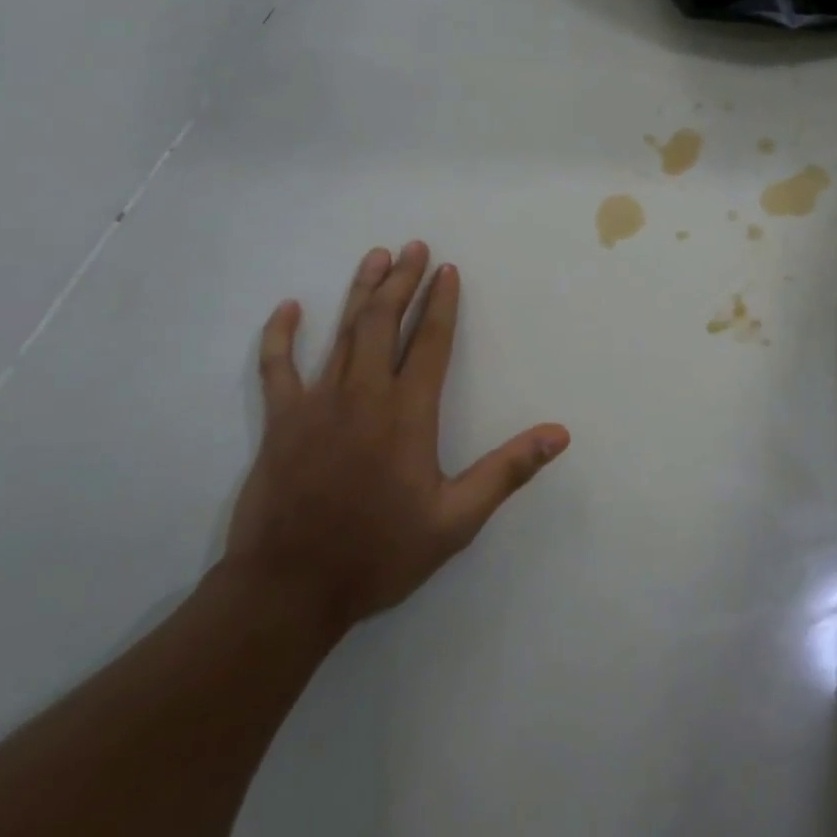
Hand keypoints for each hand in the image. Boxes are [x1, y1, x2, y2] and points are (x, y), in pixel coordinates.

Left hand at [223, 242, 569, 641]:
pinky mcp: (280, 421)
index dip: (440, 303)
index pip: (429, 342)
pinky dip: (281, 335)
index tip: (447, 270)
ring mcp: (316, 404)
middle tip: (415, 247)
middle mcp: (363, 395)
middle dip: (402, 281)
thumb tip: (559, 433)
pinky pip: (277, 367)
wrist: (288, 590)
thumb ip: (507, 470)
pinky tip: (289, 308)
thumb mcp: (456, 520)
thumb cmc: (378, 553)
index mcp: (407, 413)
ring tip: (376, 256)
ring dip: (360, 291)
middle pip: (384, 322)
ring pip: (342, 333)